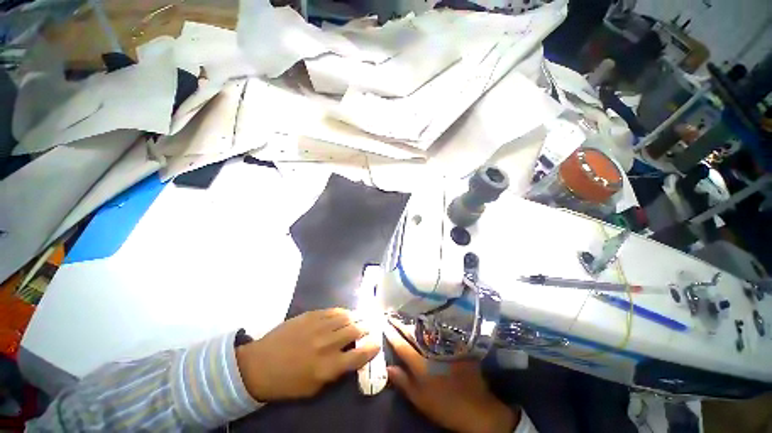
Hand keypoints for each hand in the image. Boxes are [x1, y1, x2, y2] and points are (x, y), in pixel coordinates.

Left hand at [236, 308, 379, 400]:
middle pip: (356, 331)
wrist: (259, 364)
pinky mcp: (311, 315)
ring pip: (347, 317)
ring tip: (364, 317)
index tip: (377, 343)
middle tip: (373, 326)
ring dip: (358, 317)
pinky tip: (347, 314)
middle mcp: (327, 344)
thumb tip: (352, 357)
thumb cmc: (287, 382)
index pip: (359, 355)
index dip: (373, 348)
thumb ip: (336, 372)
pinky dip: (344, 312)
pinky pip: (334, 311)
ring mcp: (319, 326)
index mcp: (328, 367)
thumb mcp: (314, 388)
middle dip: (368, 328)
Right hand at [385, 319, 519, 432]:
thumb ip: (403, 382)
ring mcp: (445, 346)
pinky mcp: (456, 345)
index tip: (384, 323)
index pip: (401, 345)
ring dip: (414, 323)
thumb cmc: (444, 405)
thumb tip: (387, 367)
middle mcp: (431, 350)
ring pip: (426, 330)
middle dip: (401, 324)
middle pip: (413, 334)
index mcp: (420, 364)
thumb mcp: (420, 399)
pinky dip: (430, 326)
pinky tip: (426, 321)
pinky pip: (439, 332)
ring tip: (405, 314)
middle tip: (392, 314)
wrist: (476, 408)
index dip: (391, 334)